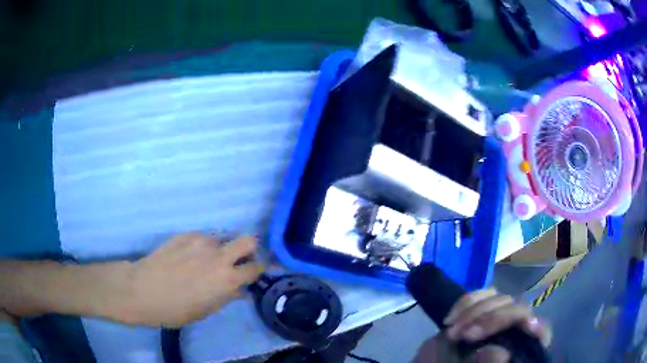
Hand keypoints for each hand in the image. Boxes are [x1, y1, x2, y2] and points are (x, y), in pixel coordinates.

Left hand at [123, 233, 262, 327]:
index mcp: (227, 279)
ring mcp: (202, 241)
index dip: (258, 270)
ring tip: (207, 260)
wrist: (143, 290)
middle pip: (248, 241)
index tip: (254, 273)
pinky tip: (189, 256)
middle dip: (249, 250)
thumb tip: (240, 290)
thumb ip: (227, 297)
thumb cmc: (176, 309)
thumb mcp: (206, 310)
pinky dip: (204, 246)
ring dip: (222, 248)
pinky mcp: (186, 234)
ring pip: (223, 237)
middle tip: (238, 261)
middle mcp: (219, 255)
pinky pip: (204, 237)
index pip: (255, 268)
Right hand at [414, 289, 550, 362]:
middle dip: (491, 319)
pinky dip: (466, 302)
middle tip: (464, 335)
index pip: (541, 333)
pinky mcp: (482, 310)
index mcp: (518, 348)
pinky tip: (450, 318)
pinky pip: (481, 294)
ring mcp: (498, 318)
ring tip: (451, 331)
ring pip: (501, 299)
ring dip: (474, 311)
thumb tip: (502, 351)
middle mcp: (514, 331)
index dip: (538, 328)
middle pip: (519, 310)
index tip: (526, 325)